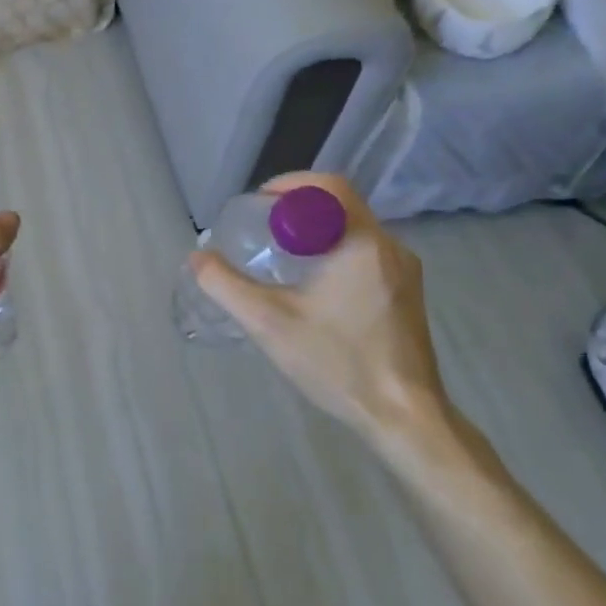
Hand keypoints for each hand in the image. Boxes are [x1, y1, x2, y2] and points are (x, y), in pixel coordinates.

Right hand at [190, 173, 447, 447]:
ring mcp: (404, 271)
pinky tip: (311, 283)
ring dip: (315, 229)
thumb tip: (198, 257)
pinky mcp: (406, 293)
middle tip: (261, 228)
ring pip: (352, 228)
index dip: (288, 186)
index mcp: (362, 243)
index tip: (257, 207)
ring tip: (279, 254)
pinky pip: (365, 251)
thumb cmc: (339, 363)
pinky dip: (333, 250)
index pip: (327, 186)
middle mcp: (390, 247)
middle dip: (297, 207)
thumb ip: (225, 285)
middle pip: (340, 204)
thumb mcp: (268, 323)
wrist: (407, 420)